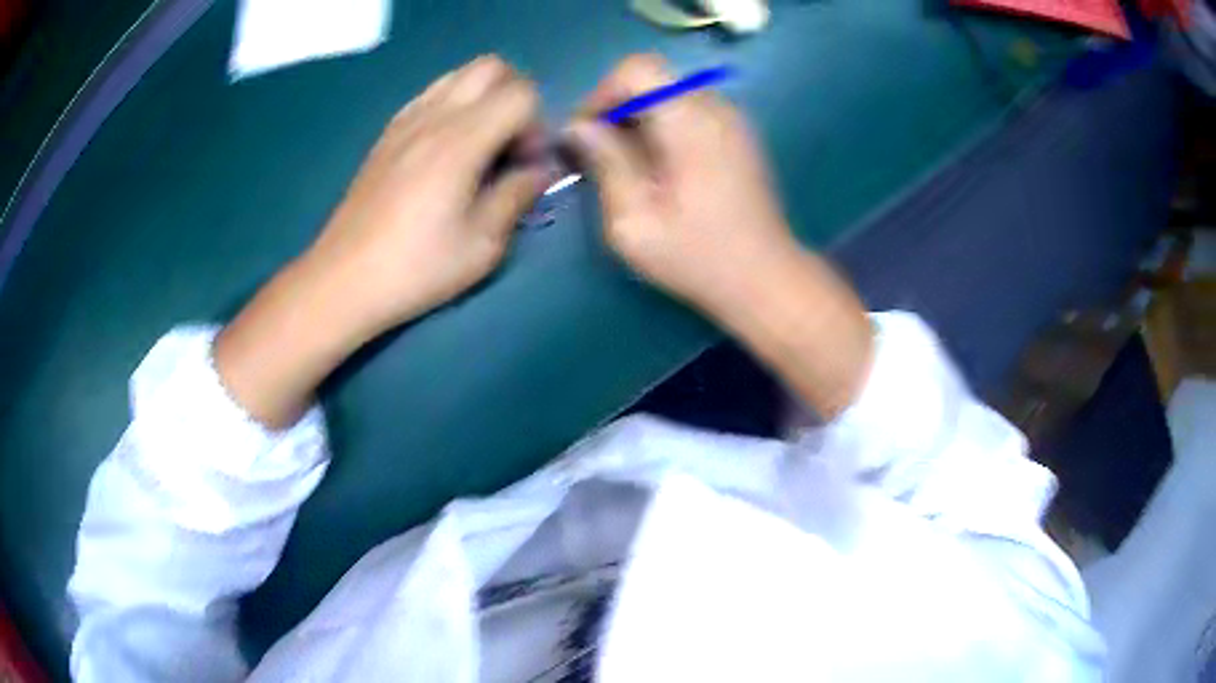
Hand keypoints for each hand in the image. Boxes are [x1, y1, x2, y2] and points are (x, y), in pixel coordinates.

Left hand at [306, 55, 546, 336]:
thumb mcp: (482, 245)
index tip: (526, 166)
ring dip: (483, 97)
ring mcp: (405, 121)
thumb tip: (539, 172)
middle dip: (516, 96)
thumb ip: (517, 196)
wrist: (344, 279)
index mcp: (461, 141)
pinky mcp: (387, 134)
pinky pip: (430, 95)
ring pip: (458, 75)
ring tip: (482, 144)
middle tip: (511, 144)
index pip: (521, 94)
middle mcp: (433, 116)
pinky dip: (453, 105)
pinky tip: (448, 149)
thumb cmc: (416, 268)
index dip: (537, 126)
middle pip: (491, 67)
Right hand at [570, 55, 873, 417]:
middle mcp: (716, 108)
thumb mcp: (634, 220)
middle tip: (599, 154)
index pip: (637, 68)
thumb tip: (578, 128)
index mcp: (690, 121)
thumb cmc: (697, 257)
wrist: (766, 280)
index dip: (602, 93)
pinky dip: (663, 128)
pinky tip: (659, 170)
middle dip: (616, 109)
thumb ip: (605, 163)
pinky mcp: (738, 136)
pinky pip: (689, 112)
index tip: (587, 134)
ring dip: (638, 120)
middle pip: (653, 79)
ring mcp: (733, 120)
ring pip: (669, 95)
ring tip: (626, 166)